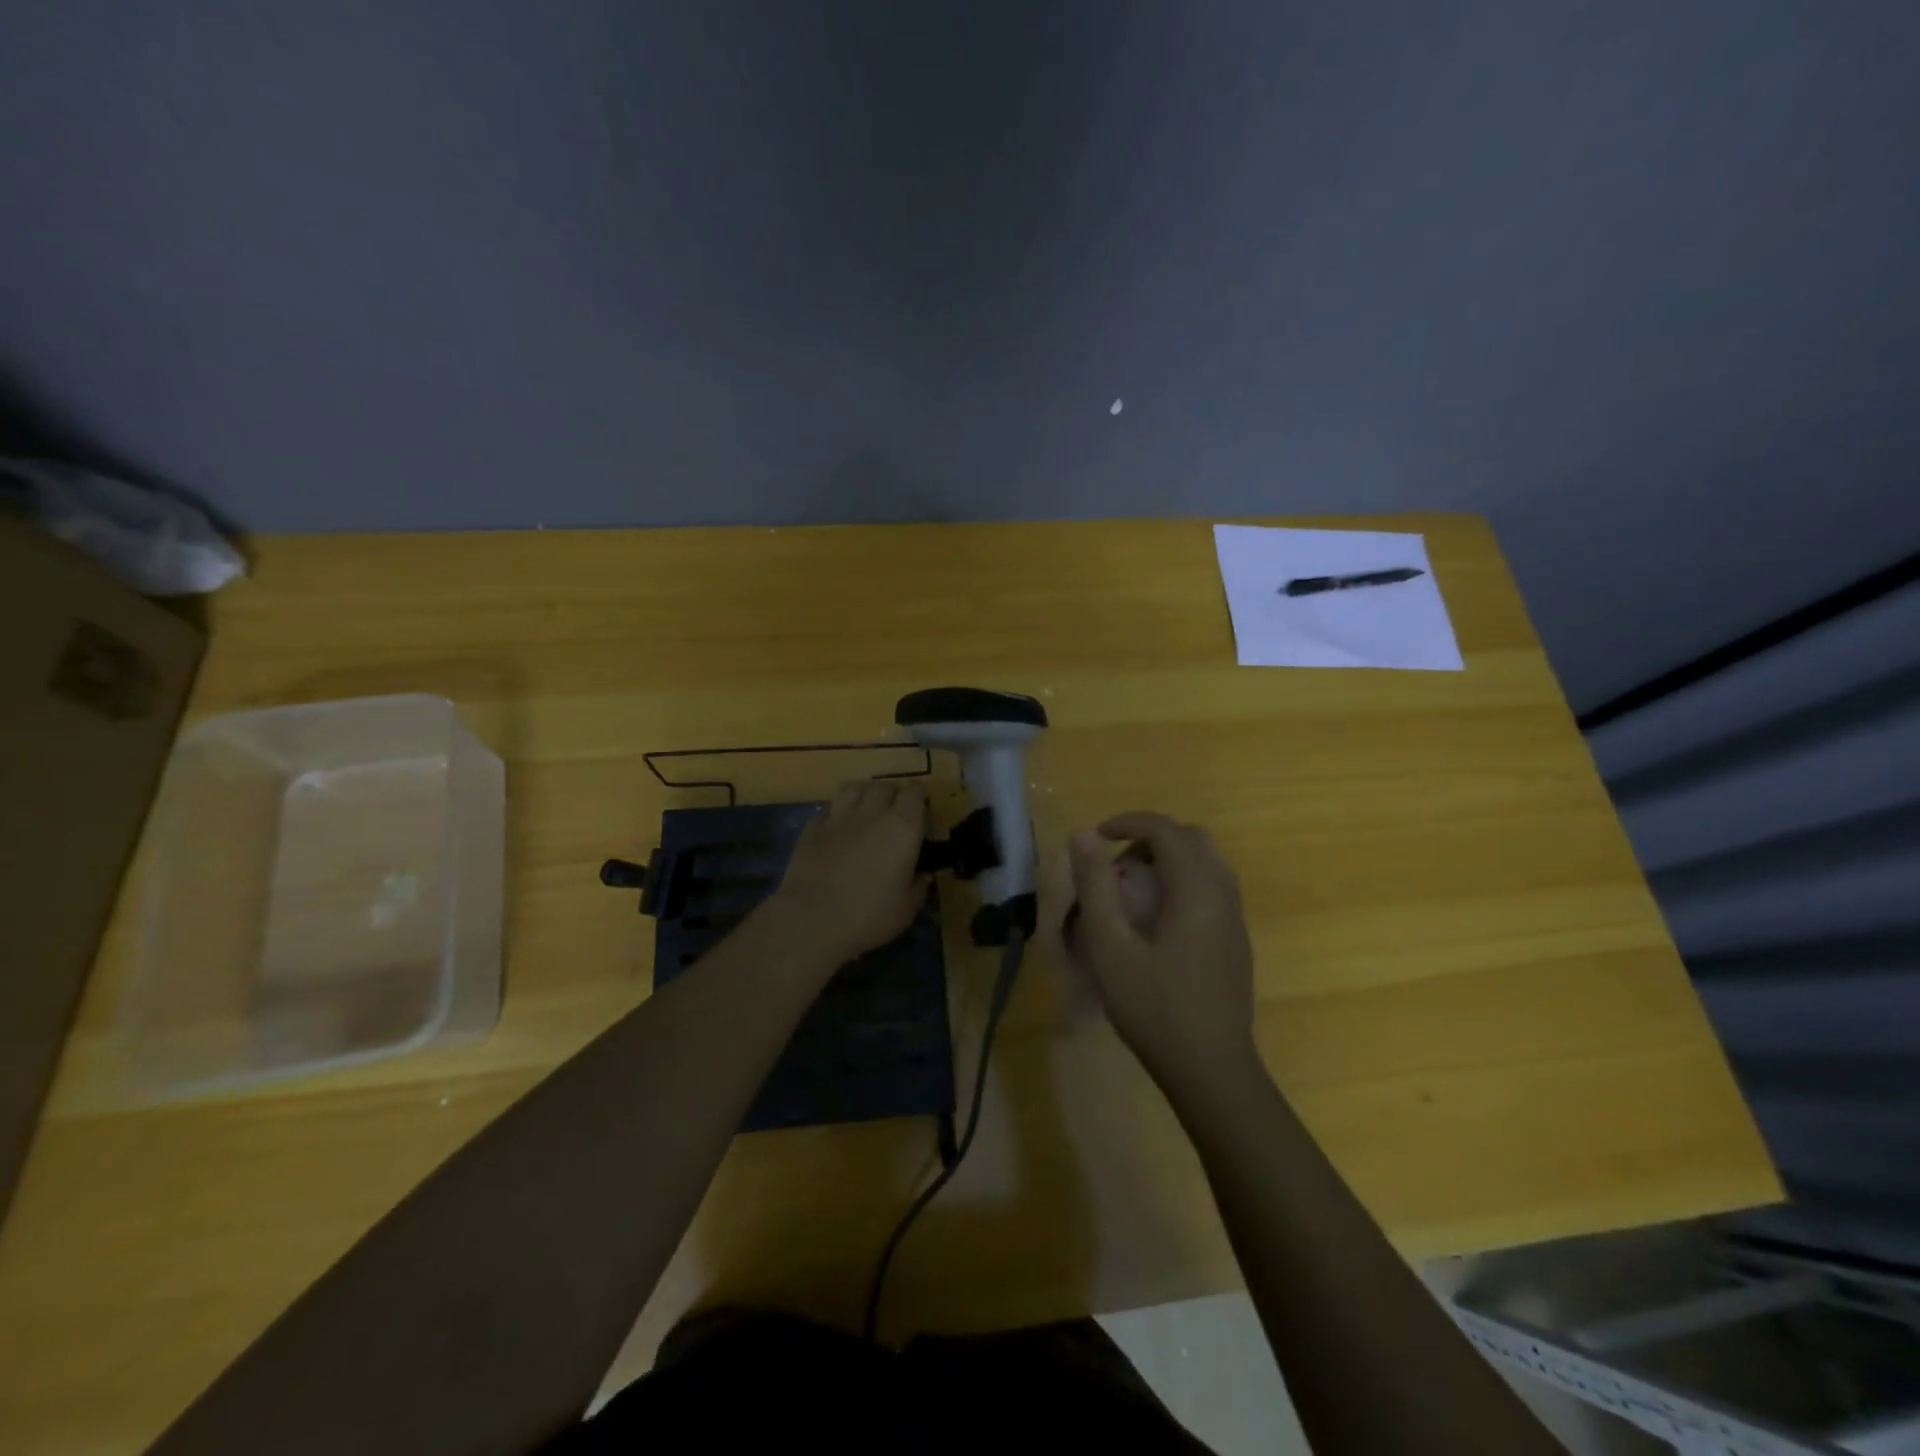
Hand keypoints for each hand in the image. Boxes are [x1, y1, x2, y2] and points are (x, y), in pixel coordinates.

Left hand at [763, 779, 929, 968]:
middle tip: (895, 812)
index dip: (920, 797)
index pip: (915, 792)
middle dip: (893, 794)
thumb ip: (919, 886)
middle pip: (885, 785)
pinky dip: (837, 814)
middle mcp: (872, 813)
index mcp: (902, 827)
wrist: (812, 919)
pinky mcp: (812, 827)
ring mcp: (839, 817)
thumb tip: (923, 875)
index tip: (921, 810)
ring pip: (854, 787)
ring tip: (866, 809)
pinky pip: (829, 809)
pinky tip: (838, 829)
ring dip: (864, 793)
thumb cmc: (869, 915)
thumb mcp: (907, 908)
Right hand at [1067, 812, 1257, 1096]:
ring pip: (1206, 863)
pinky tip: (1156, 922)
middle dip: (1150, 839)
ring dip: (1168, 861)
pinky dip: (1182, 882)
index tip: (1097, 837)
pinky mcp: (1237, 941)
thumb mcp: (1109, 946)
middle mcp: (1223, 893)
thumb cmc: (1154, 1006)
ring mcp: (1235, 918)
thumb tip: (1084, 835)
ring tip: (1132, 892)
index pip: (1165, 829)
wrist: (1212, 1069)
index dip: (1128, 822)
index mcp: (1196, 888)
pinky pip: (1212, 888)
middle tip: (1116, 867)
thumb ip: (1095, 885)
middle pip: (1191, 839)